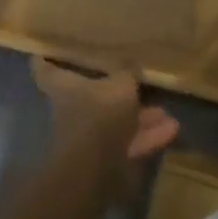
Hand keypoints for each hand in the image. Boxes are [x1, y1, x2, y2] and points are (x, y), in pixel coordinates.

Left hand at [32, 60, 179, 161]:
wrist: (95, 168)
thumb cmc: (99, 114)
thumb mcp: (120, 84)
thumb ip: (127, 74)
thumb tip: (131, 68)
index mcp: (64, 87)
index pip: (45, 68)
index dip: (45, 58)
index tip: (46, 50)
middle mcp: (72, 111)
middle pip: (91, 97)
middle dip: (115, 93)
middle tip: (134, 83)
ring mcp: (89, 138)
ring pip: (116, 123)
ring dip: (140, 118)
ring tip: (165, 112)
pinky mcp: (106, 160)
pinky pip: (128, 143)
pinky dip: (148, 137)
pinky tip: (172, 130)